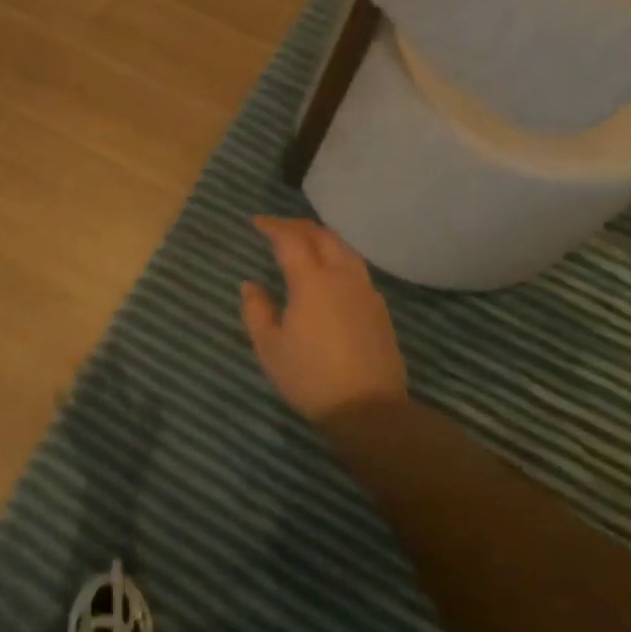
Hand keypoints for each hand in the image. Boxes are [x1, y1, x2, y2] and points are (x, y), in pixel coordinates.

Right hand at [241, 217, 406, 426]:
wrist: (369, 410)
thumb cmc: (310, 377)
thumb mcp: (269, 347)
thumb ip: (256, 310)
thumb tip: (251, 285)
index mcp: (312, 281)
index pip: (290, 240)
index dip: (273, 226)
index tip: (257, 222)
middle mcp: (342, 277)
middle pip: (323, 236)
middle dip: (298, 226)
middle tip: (278, 228)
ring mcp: (366, 292)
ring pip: (344, 249)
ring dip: (322, 238)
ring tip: (305, 243)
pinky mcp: (380, 309)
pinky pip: (356, 268)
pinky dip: (338, 257)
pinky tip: (330, 273)